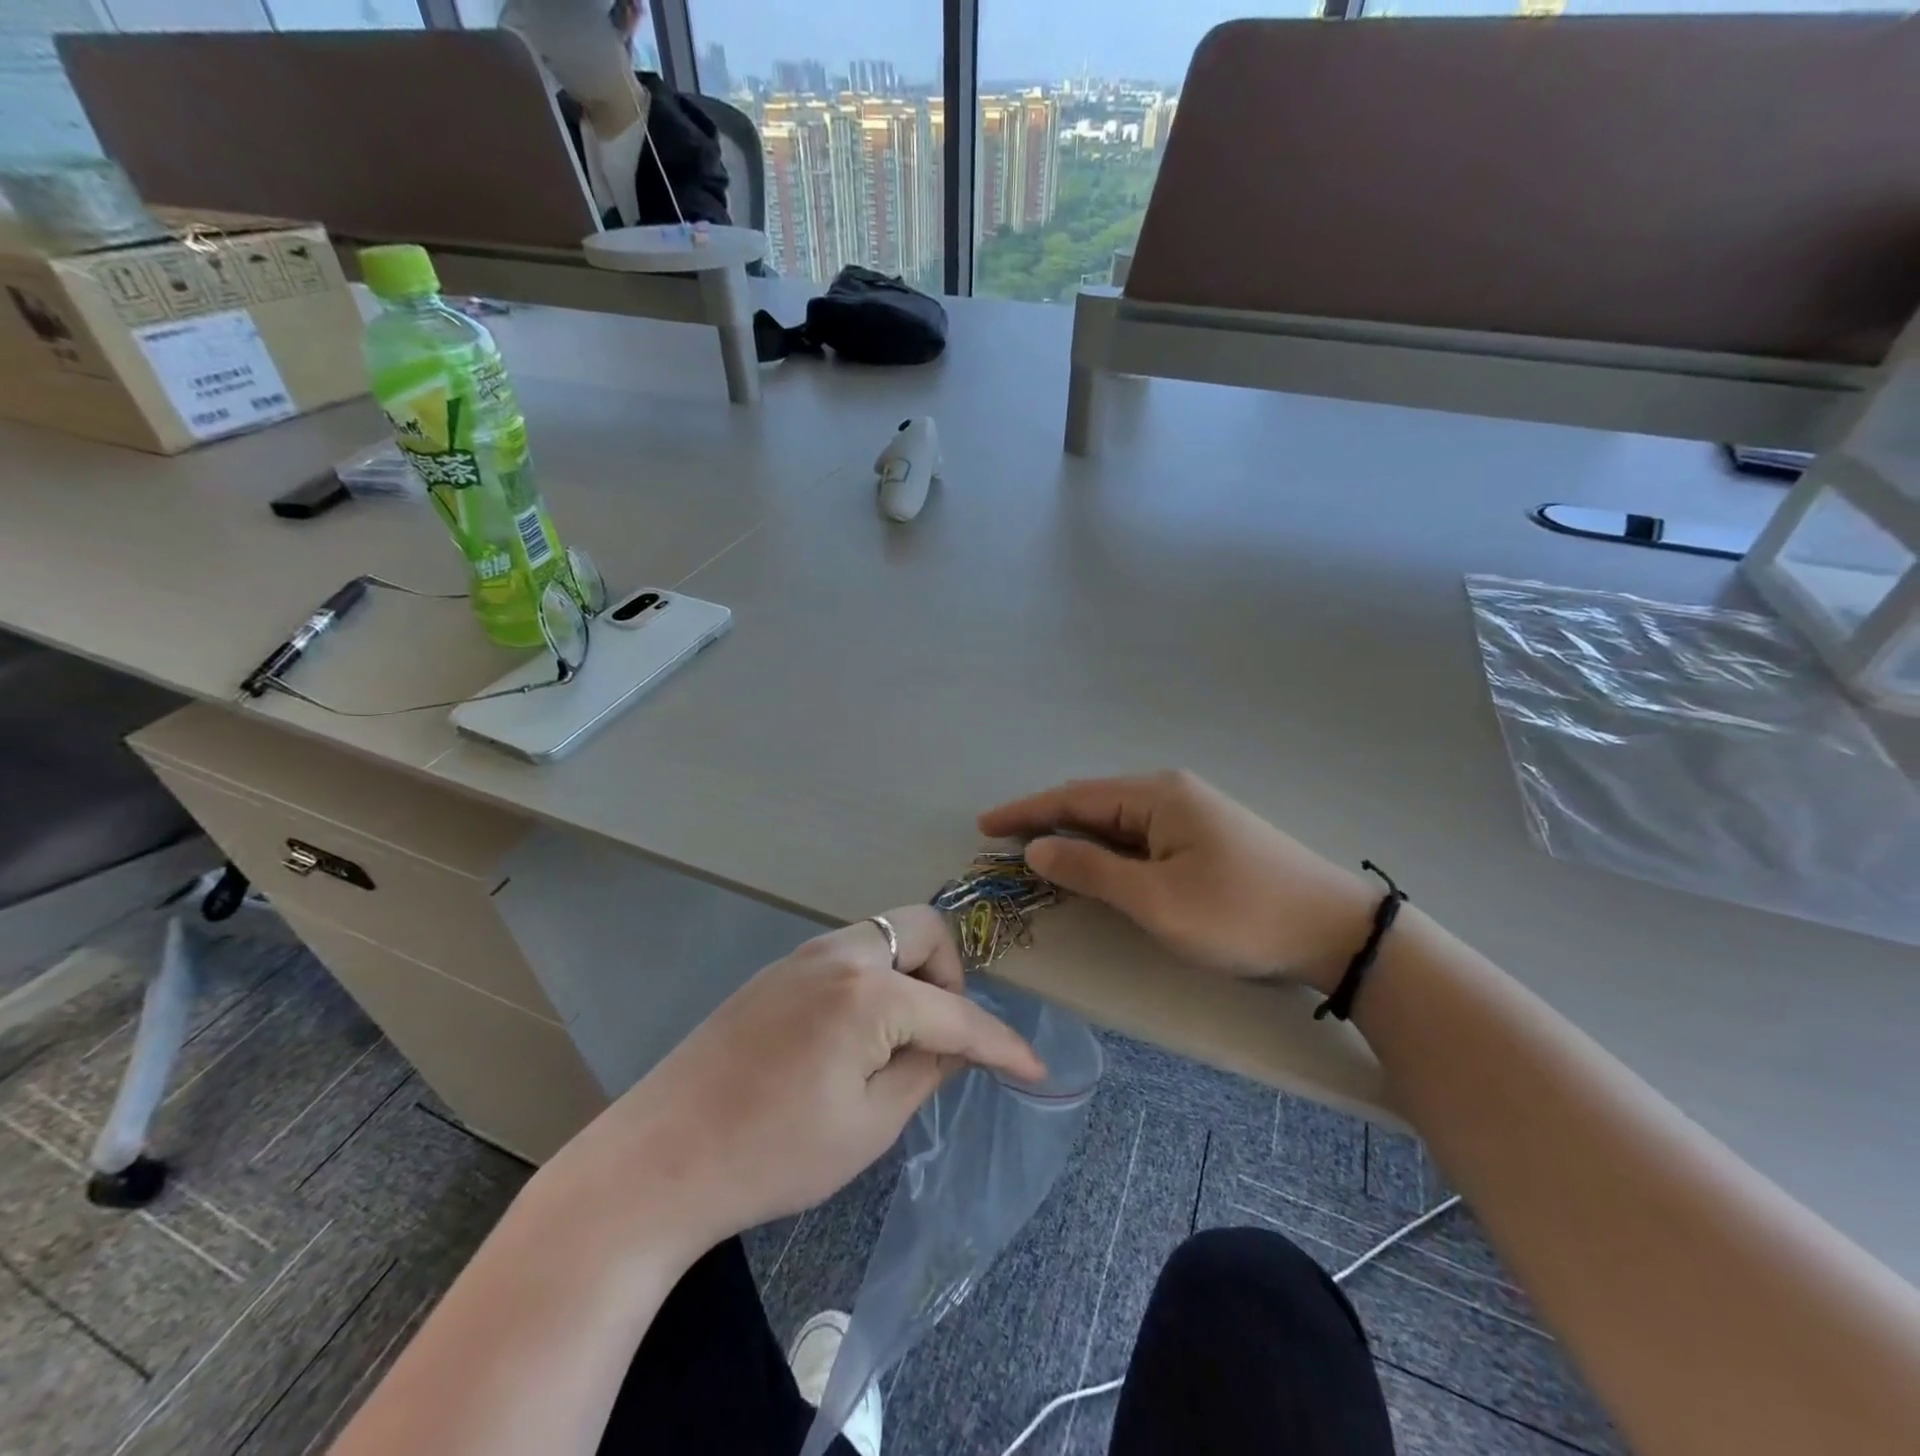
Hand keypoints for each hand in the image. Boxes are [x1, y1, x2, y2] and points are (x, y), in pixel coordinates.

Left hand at [541, 905, 1043, 1259]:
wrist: (658, 1159)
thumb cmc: (772, 1155)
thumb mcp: (868, 1127)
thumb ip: (925, 1071)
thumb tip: (956, 1045)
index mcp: (869, 993)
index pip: (956, 1012)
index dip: (1001, 1044)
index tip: (1034, 1069)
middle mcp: (840, 954)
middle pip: (923, 930)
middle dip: (950, 976)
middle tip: (939, 1036)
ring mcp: (802, 956)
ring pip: (884, 936)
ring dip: (910, 975)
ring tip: (898, 1041)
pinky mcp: (776, 971)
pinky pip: (848, 955)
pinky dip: (874, 981)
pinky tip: (854, 1036)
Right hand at [979, 771, 1374, 991]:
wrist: (1335, 930)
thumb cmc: (1239, 914)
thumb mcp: (1156, 899)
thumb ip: (1091, 871)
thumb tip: (1037, 849)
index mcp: (1156, 796)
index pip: (1073, 798)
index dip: (1025, 812)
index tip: (984, 826)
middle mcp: (1171, 792)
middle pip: (1093, 802)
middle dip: (1046, 821)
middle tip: (1004, 843)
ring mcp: (1192, 812)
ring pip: (1117, 819)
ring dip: (1076, 836)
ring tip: (1038, 854)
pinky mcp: (1205, 836)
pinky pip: (1140, 834)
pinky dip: (1107, 847)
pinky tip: (1095, 862)